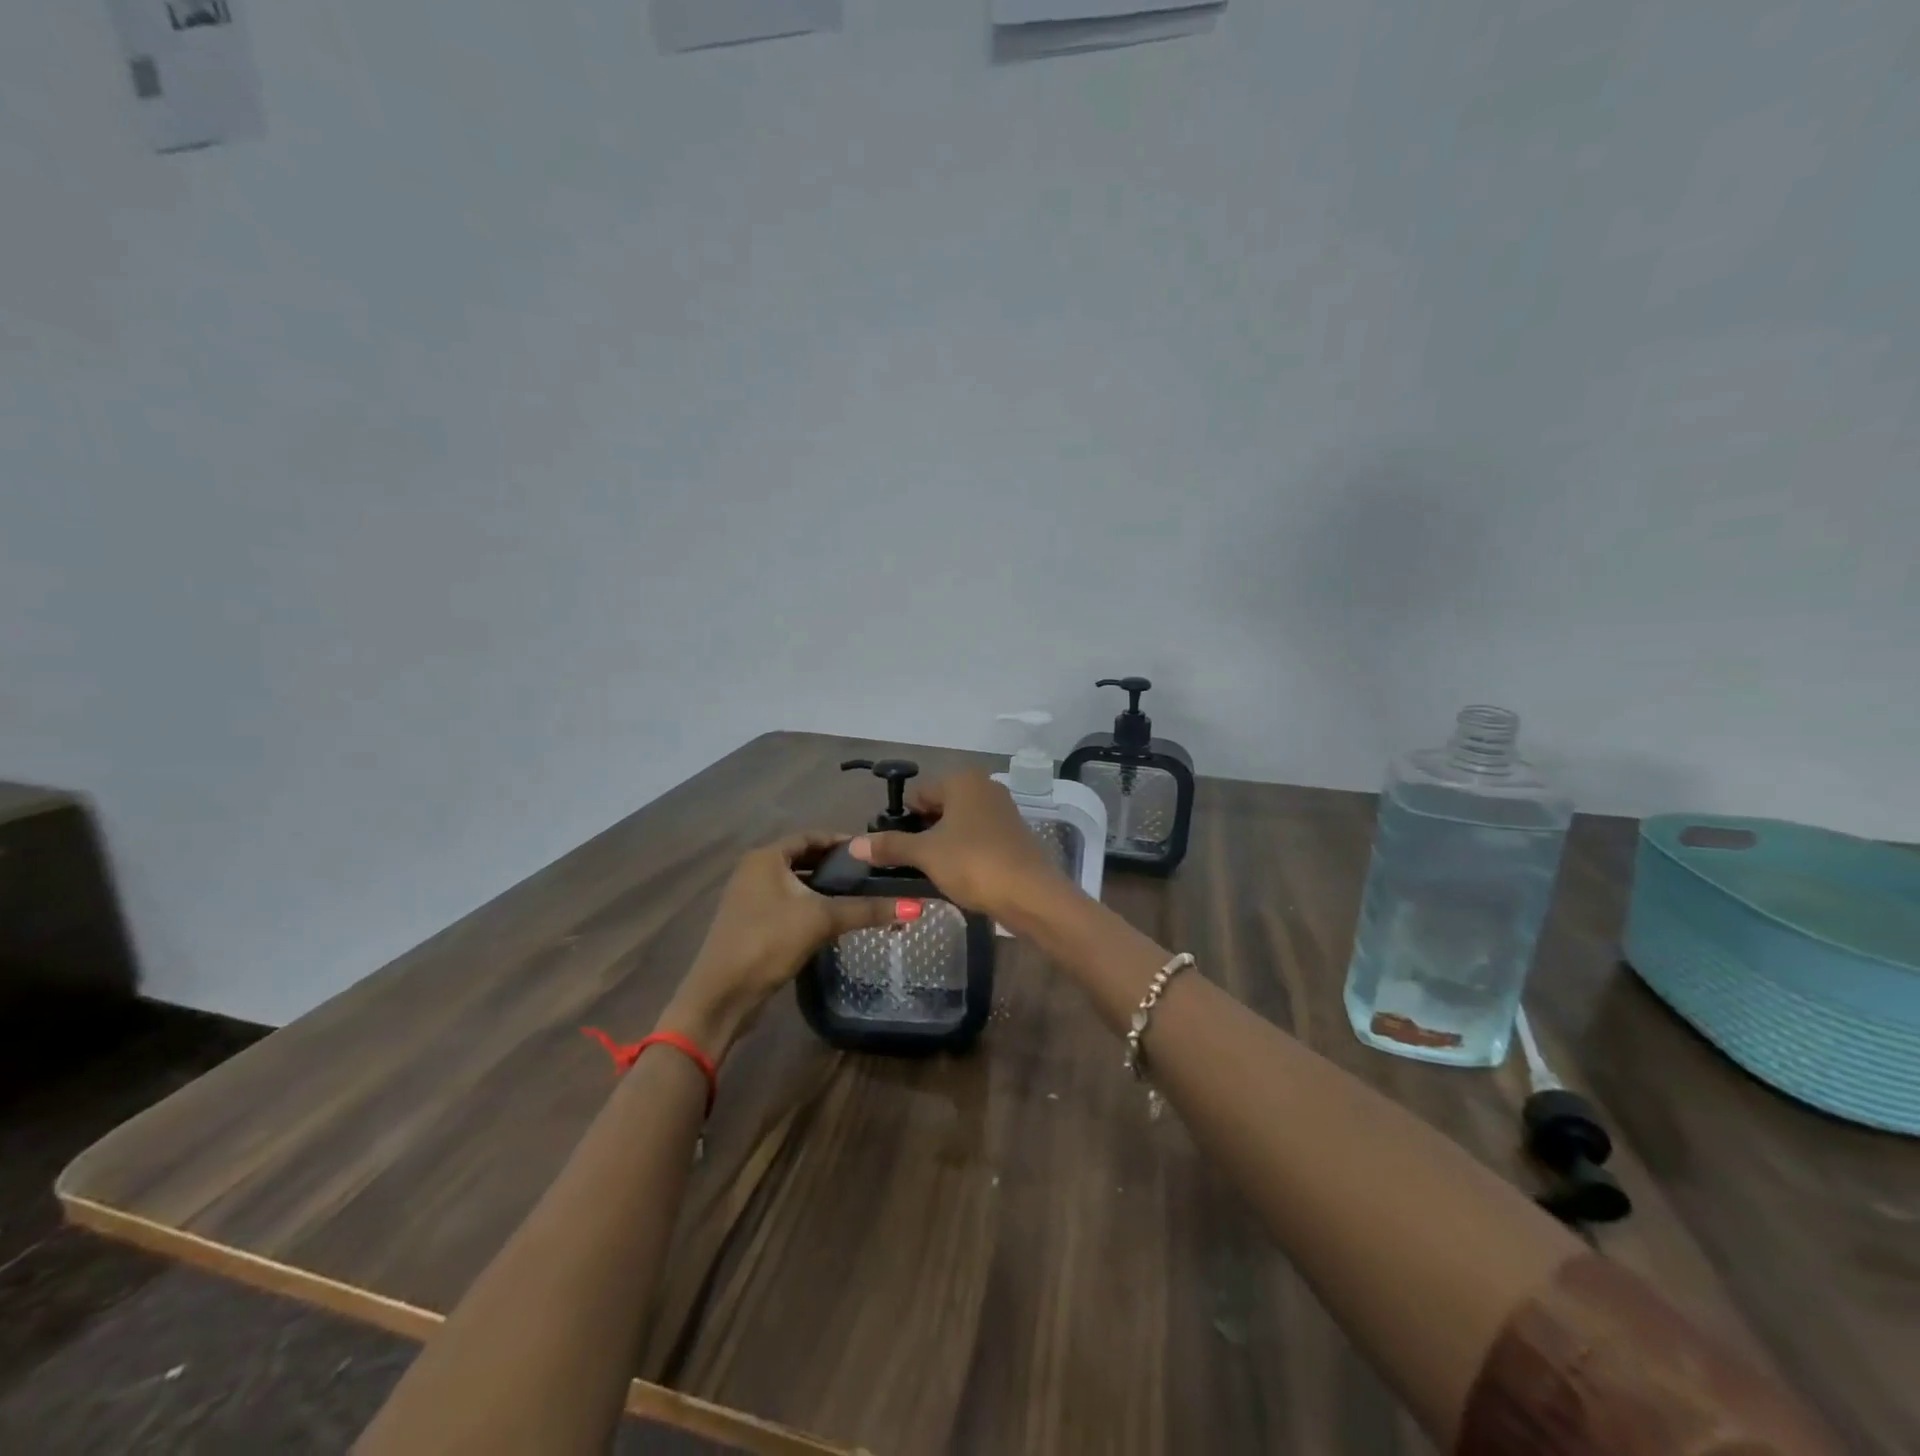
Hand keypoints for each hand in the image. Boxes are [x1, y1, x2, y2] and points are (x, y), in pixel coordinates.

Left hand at [659, 833, 903, 1056]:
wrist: (722, 995)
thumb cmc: (768, 942)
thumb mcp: (821, 920)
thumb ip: (867, 910)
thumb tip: (915, 906)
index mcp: (766, 857)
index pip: (811, 836)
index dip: (841, 841)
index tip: (872, 851)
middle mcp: (754, 870)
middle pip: (803, 858)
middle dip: (835, 865)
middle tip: (871, 874)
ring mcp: (749, 898)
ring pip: (795, 883)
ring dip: (823, 887)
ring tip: (858, 895)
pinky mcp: (751, 923)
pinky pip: (787, 903)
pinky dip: (810, 905)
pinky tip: (833, 920)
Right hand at [848, 771, 1070, 920]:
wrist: (1031, 895)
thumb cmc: (974, 863)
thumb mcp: (926, 855)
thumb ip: (890, 846)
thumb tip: (853, 844)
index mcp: (963, 780)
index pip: (918, 794)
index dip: (902, 821)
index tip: (893, 849)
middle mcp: (984, 787)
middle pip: (938, 808)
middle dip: (922, 834)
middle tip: (909, 864)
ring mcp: (1002, 811)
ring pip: (957, 825)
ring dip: (942, 846)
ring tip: (930, 874)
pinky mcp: (1012, 835)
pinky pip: (976, 839)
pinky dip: (963, 853)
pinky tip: (956, 877)